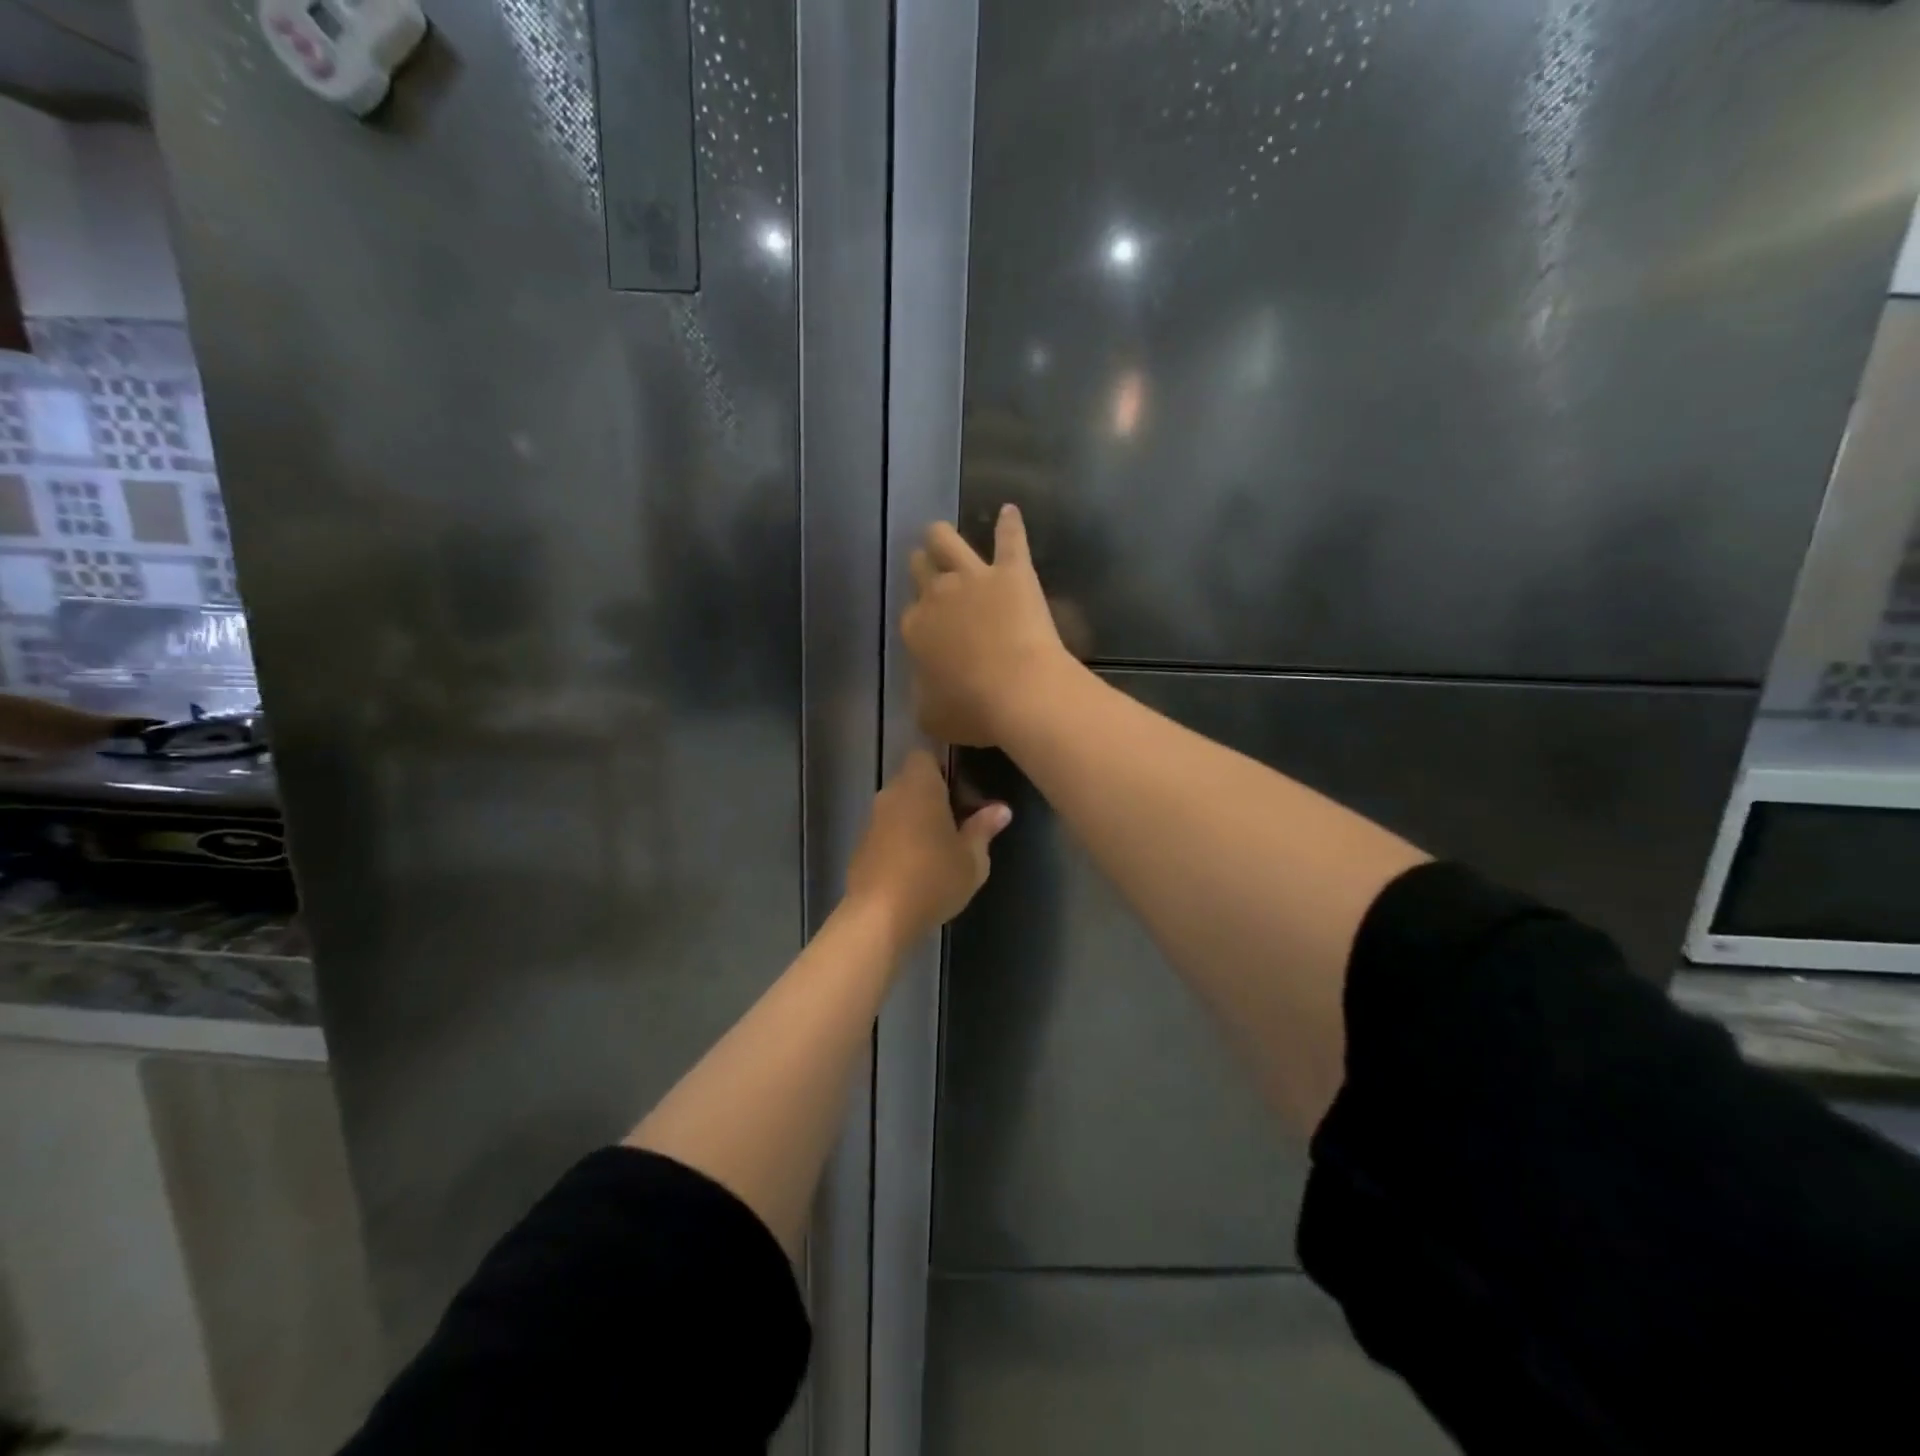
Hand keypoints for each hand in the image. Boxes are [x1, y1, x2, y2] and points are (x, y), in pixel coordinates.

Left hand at [845, 750, 1010, 949]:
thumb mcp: (972, 858)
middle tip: (961, 821)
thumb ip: (984, 829)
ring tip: (942, 846)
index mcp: (919, 786)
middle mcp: (891, 794)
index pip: (926, 755)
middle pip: (913, 781)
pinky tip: (918, 866)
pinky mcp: (861, 846)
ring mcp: (872, 820)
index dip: (944, 768)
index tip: (963, 790)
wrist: (879, 916)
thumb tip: (1001, 809)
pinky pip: (887, 830)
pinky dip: (902, 839)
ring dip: (918, 818)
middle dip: (934, 795)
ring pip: (899, 806)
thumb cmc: (933, 878)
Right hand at [903, 505, 1072, 746]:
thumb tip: (928, 689)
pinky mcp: (1012, 571)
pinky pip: (1010, 538)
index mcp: (915, 629)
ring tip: (938, 533)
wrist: (1020, 692)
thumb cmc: (974, 711)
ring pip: (946, 541)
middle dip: (921, 569)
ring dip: (941, 537)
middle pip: (921, 570)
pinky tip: (1010, 511)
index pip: (910, 616)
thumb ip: (924, 695)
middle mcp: (938, 595)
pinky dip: (1010, 524)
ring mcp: (974, 578)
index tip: (929, 630)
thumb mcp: (932, 715)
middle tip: (926, 572)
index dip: (919, 621)